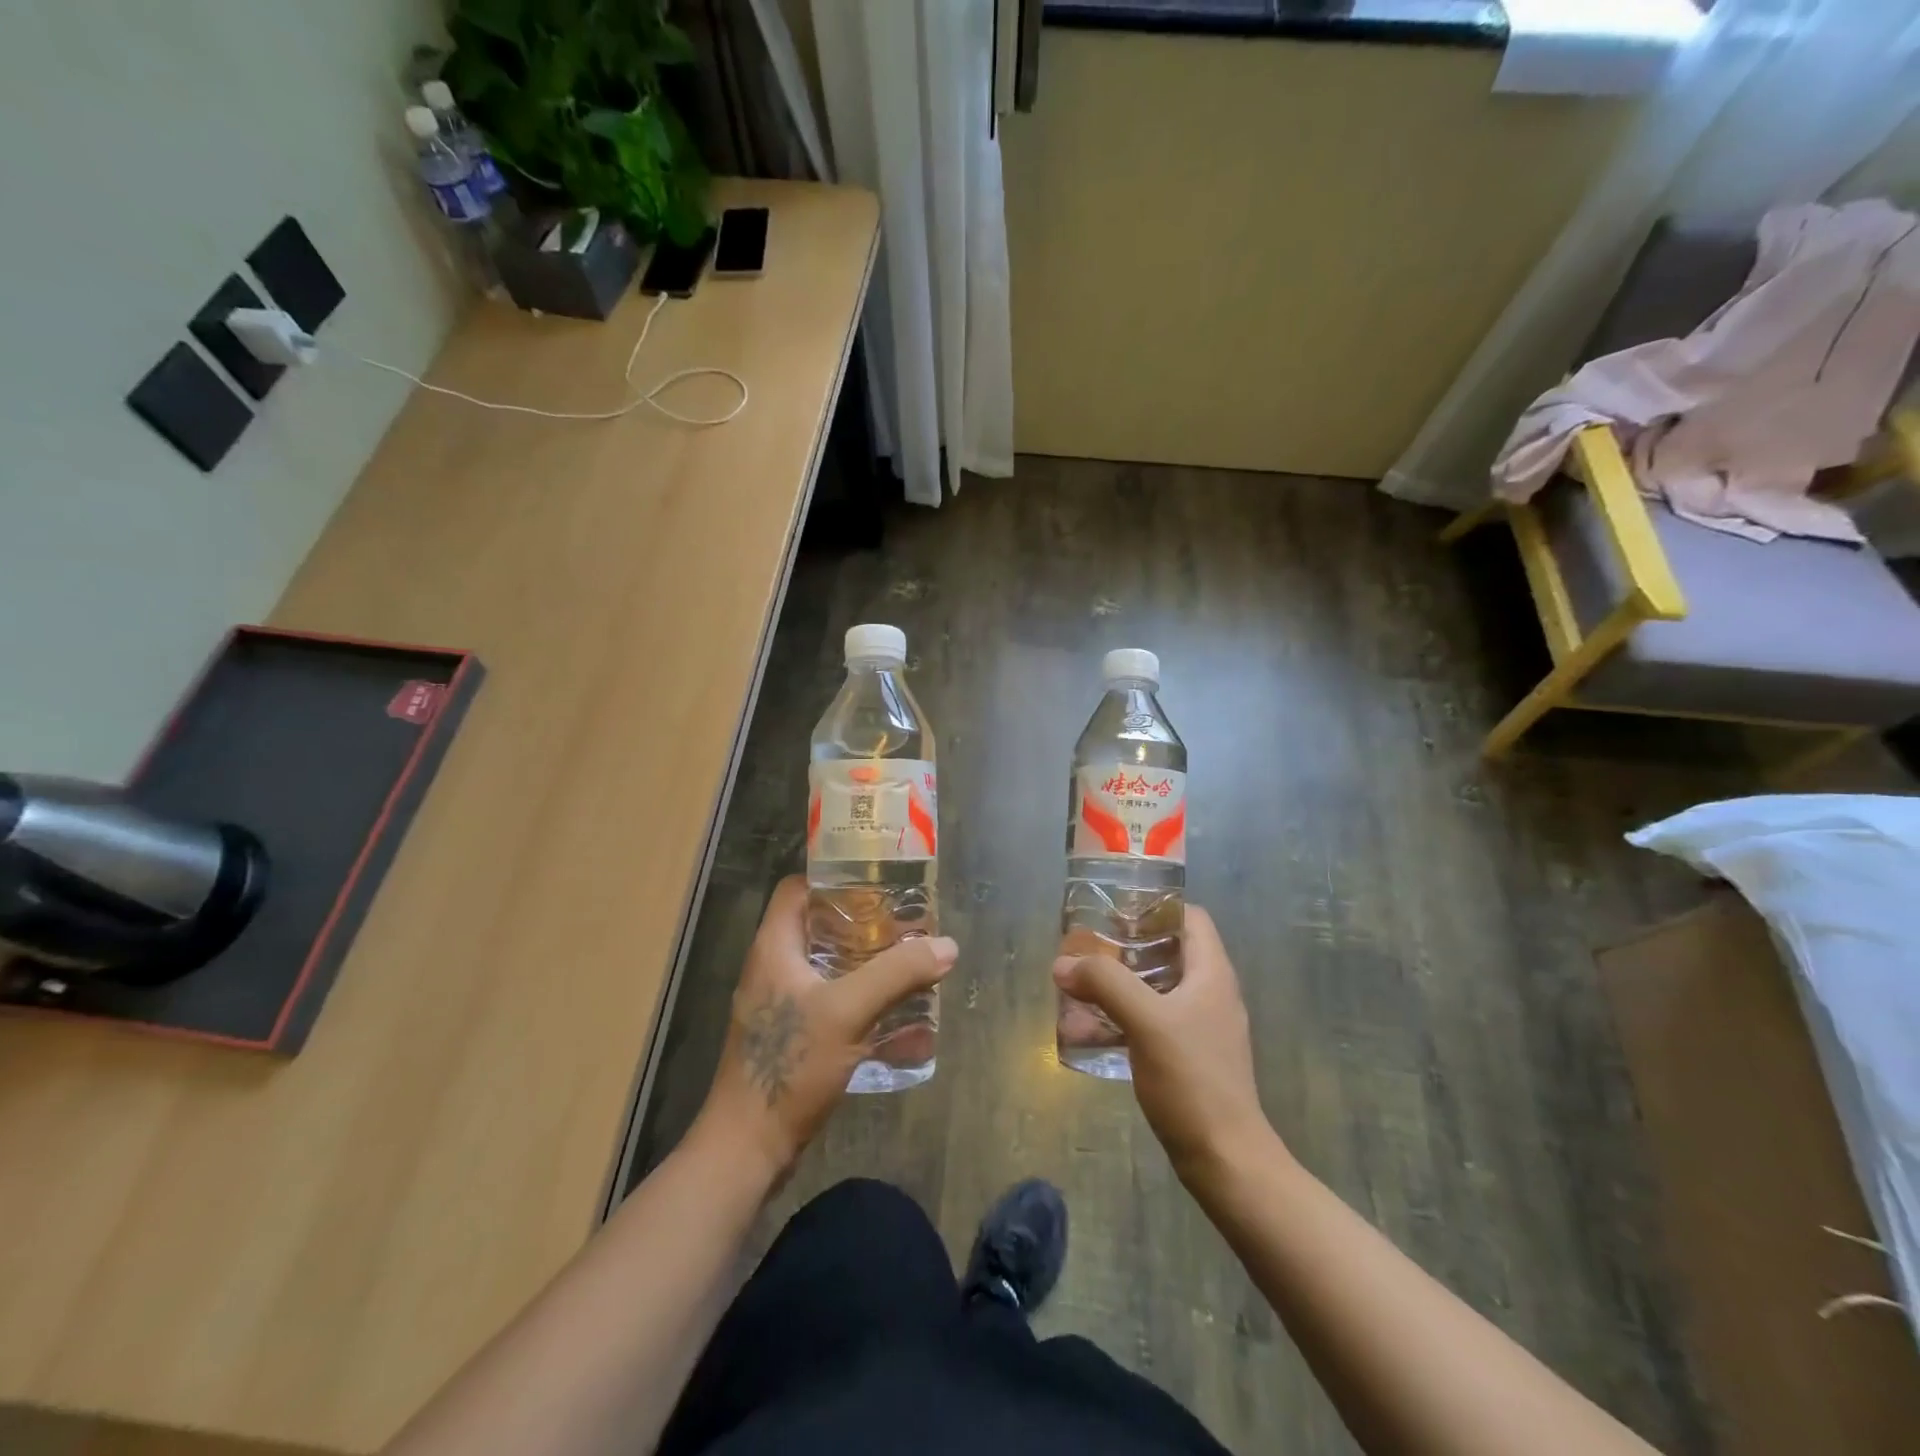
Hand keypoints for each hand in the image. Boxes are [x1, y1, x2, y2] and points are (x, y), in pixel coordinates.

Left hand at [695, 875, 956, 1181]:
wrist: (747, 1148)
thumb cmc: (790, 1065)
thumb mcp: (848, 1011)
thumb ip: (897, 974)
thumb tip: (947, 945)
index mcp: (774, 947)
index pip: (797, 889)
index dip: (834, 878)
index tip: (878, 883)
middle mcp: (773, 968)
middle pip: (818, 926)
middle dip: (863, 923)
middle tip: (906, 924)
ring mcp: (780, 1005)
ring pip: (828, 966)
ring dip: (866, 964)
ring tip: (908, 963)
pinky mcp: (790, 1036)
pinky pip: (830, 1002)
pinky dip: (861, 999)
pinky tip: (896, 1014)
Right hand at [1053, 906, 1275, 1181]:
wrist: (1225, 1160)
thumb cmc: (1193, 1079)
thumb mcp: (1146, 1021)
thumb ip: (1105, 984)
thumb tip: (1063, 964)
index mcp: (1211, 973)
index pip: (1189, 917)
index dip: (1154, 907)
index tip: (1113, 912)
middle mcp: (1209, 993)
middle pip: (1166, 952)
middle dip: (1123, 948)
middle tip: (1085, 948)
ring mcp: (1199, 1027)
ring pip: (1153, 989)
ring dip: (1116, 986)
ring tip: (1076, 987)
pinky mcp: (1187, 1057)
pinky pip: (1149, 1023)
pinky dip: (1120, 1020)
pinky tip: (1086, 1031)